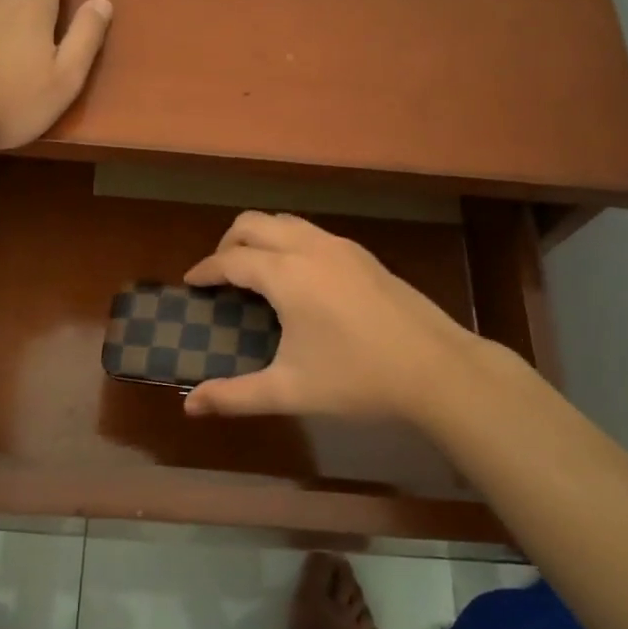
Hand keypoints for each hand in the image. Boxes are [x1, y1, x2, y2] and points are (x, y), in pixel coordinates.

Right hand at [182, 211, 509, 422]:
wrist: (437, 369)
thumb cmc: (358, 379)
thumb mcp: (291, 391)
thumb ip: (235, 396)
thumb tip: (190, 406)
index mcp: (287, 275)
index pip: (232, 260)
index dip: (206, 270)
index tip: (191, 283)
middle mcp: (310, 248)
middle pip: (254, 223)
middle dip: (228, 242)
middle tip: (220, 275)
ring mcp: (341, 247)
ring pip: (286, 222)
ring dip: (260, 237)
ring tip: (254, 272)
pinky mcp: (363, 255)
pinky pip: (311, 233)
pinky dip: (289, 242)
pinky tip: (298, 279)